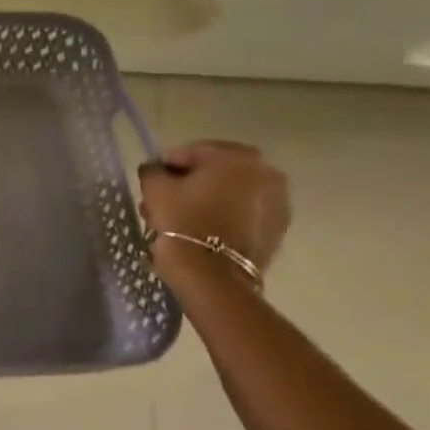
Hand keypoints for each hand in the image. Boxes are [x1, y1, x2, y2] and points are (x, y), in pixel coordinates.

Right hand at [139, 139, 290, 276]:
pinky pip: (242, 214)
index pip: (191, 152)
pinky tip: (200, 231)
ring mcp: (277, 202)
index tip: (151, 183)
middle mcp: (266, 172)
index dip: (166, 166)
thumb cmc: (183, 222)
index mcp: (237, 156)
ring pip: (229, 193)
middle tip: (163, 202)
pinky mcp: (277, 230)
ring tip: (179, 220)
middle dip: (187, 184)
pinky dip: (223, 216)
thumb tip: (157, 170)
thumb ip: (153, 170)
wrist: (213, 277)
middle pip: (213, 172)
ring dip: (204, 200)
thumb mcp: (155, 188)